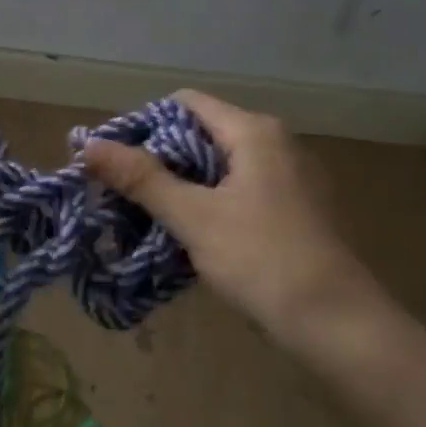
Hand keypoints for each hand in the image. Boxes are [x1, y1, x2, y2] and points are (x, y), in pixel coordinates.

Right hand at [85, 89, 393, 345]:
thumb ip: (141, 179)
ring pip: (220, 166)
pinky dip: (210, 203)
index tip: (113, 160)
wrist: (336, 322)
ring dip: (183, 186)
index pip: (185, 104)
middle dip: (159, 160)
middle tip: (122, 193)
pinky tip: (190, 234)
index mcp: (254, 132)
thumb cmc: (262, 258)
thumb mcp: (194, 217)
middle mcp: (276, 143)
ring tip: (148, 216)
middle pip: (202, 134)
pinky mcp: (296, 209)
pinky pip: (240, 191)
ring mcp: (291, 177)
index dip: (143, 125)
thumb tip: (89, 146)